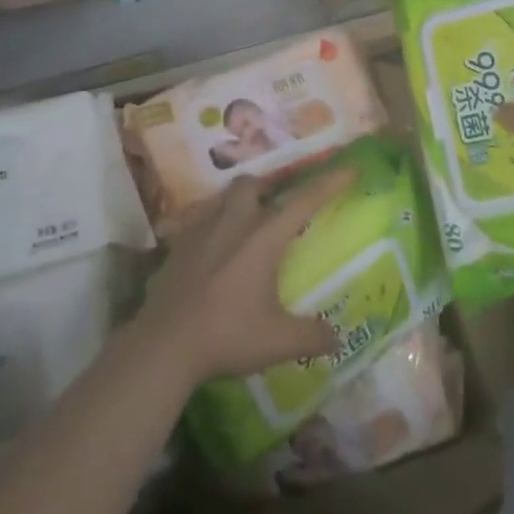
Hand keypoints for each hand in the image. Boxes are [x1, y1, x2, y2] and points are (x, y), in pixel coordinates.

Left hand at [131, 169, 353, 392]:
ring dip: (240, 202)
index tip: (349, 168)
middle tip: (278, 206)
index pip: (304, 201)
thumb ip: (312, 336)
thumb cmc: (227, 335)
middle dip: (269, 187)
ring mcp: (202, 230)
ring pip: (224, 198)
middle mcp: (234, 222)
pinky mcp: (178, 245)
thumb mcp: (279, 342)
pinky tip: (213, 251)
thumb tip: (337, 337)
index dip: (329, 183)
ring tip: (247, 225)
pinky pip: (200, 222)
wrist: (164, 344)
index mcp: (264, 237)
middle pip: (253, 185)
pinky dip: (213, 228)